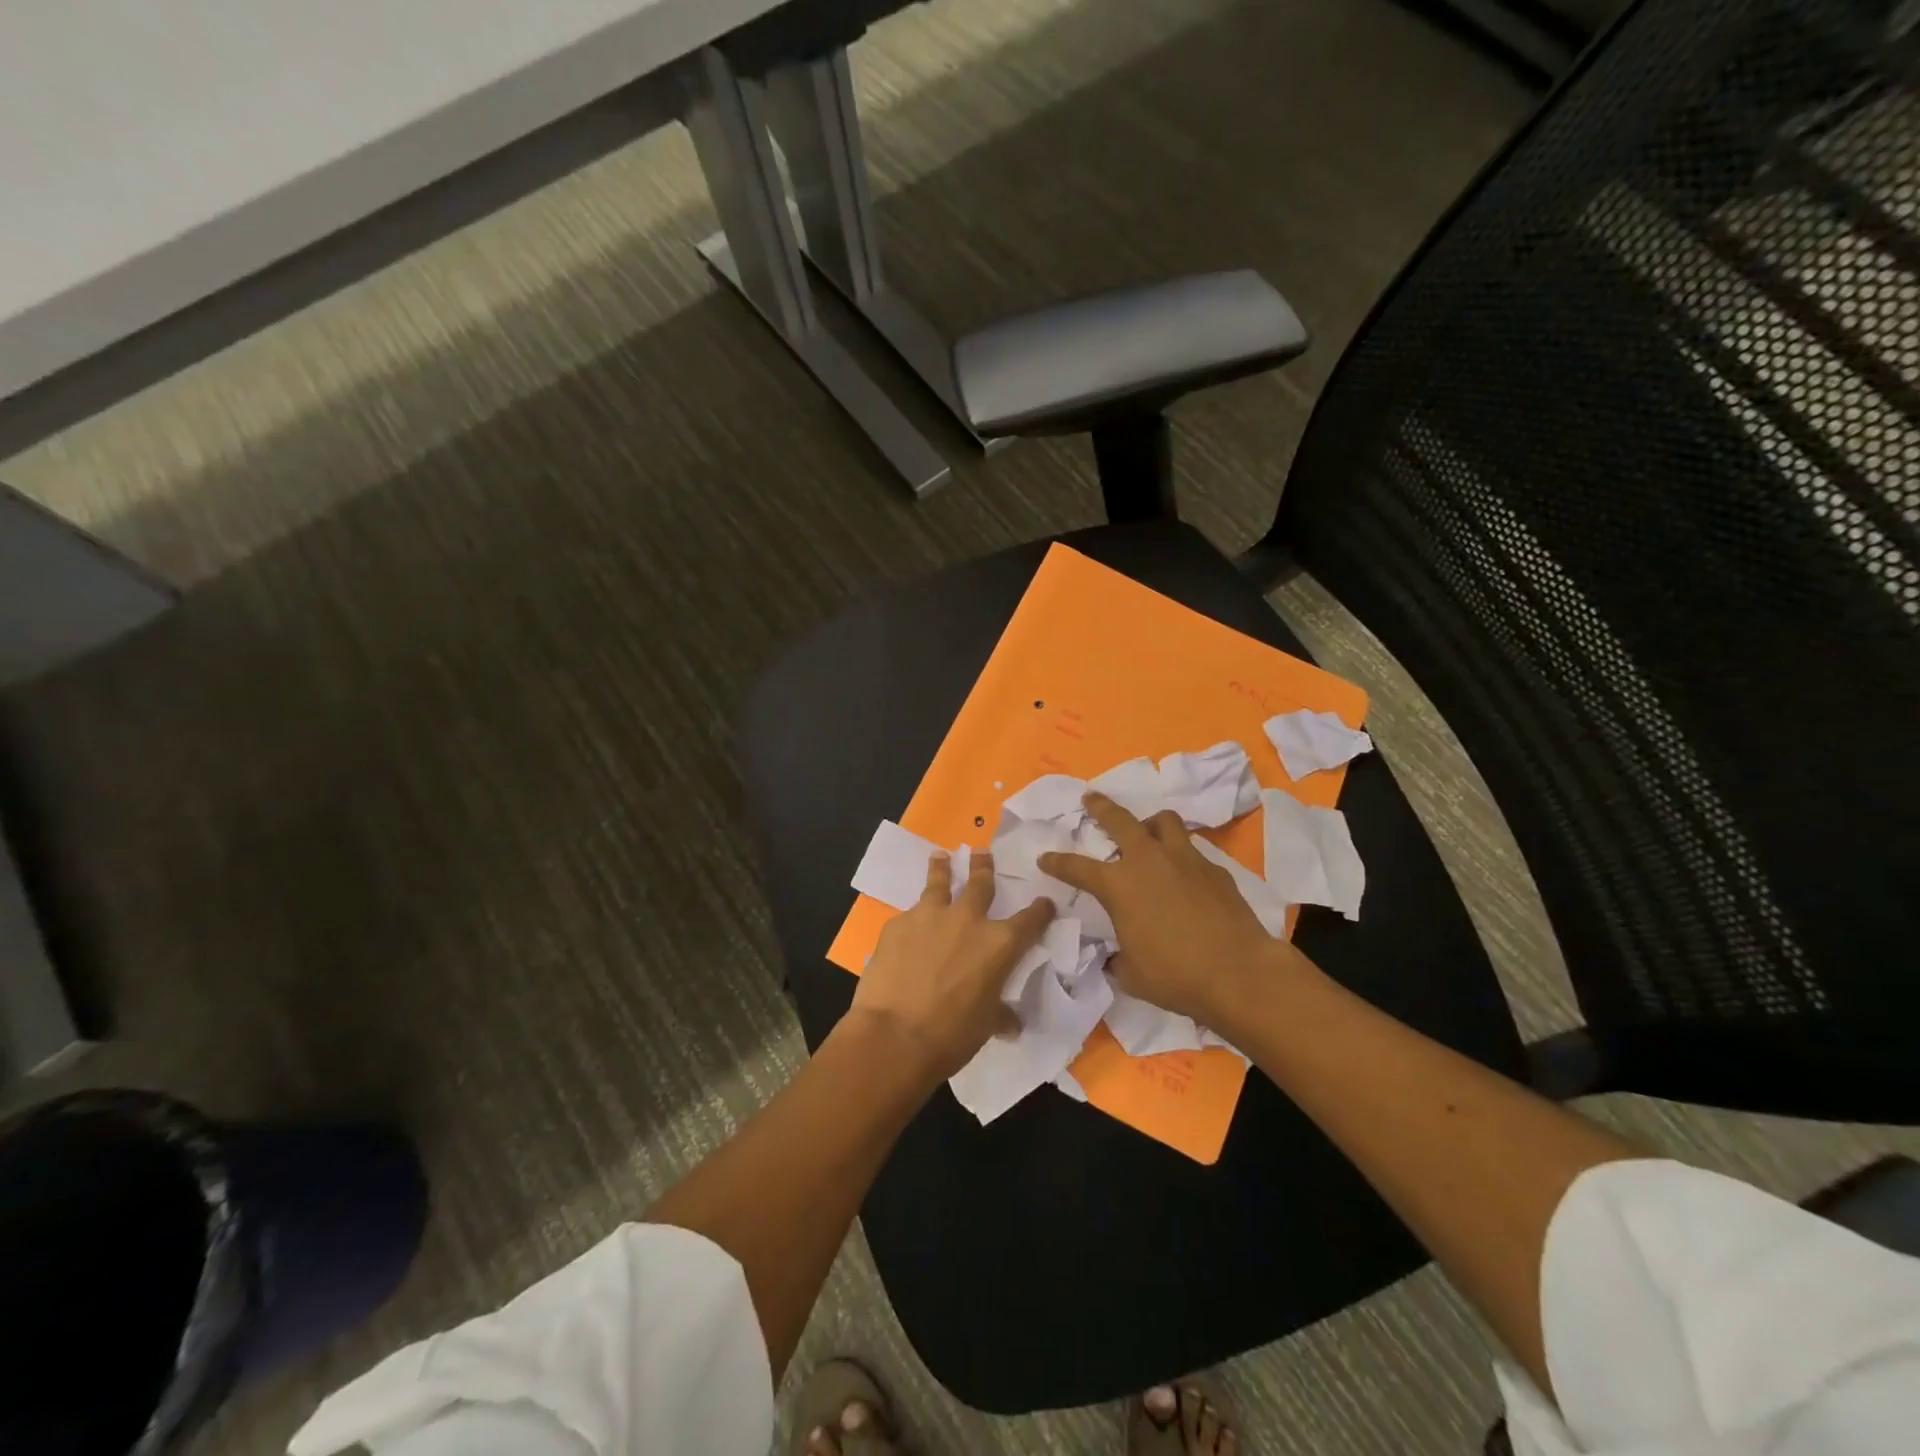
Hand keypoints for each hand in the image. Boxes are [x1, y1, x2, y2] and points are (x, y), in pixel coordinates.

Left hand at [849, 849, 1054, 1084]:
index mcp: (999, 944)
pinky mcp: (897, 924)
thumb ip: (1000, 1014)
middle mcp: (967, 920)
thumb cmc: (951, 1035)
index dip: (1040, 911)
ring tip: (940, 857)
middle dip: (984, 867)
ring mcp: (929, 916)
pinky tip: (907, 929)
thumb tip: (1011, 1024)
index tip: (1045, 902)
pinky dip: (913, 919)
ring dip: (942, 869)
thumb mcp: (986, 1025)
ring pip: (939, 883)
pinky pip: (910, 915)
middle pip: (981, 883)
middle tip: (982, 853)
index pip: (1030, 920)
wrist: (894, 1034)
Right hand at [1039, 792, 1300, 1031]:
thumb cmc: (1176, 976)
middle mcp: (1149, 862)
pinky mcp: (1215, 869)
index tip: (1045, 857)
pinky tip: (1184, 876)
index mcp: (1119, 886)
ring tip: (1148, 832)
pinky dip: (1182, 856)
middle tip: (1091, 798)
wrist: (1239, 972)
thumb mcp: (1132, 974)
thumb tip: (1116, 957)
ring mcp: (1185, 860)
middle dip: (1101, 807)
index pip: (1078, 867)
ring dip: (1150, 824)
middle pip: (1120, 820)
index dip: (1058, 862)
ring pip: (1164, 822)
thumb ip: (1118, 957)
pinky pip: (1192, 851)